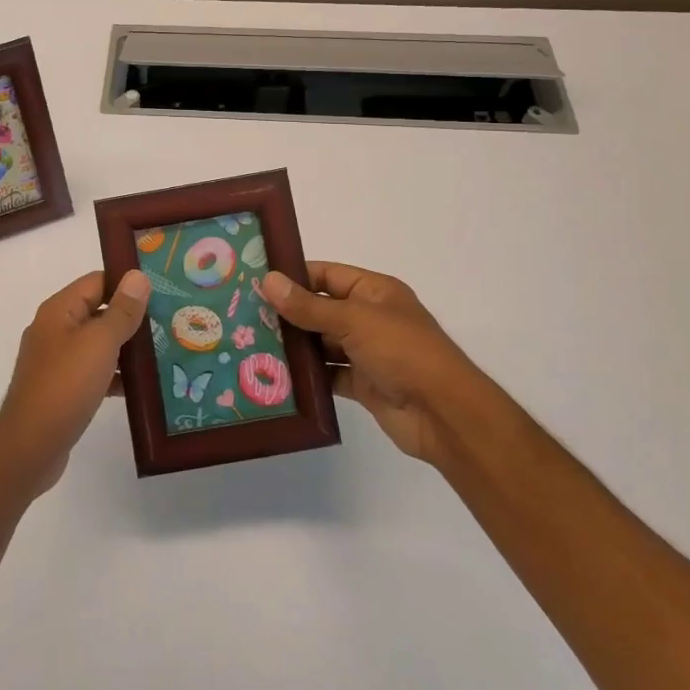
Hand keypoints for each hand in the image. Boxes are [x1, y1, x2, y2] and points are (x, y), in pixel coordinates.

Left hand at [0, 269, 150, 497]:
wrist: (30, 447)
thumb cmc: (65, 386)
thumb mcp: (99, 343)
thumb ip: (121, 311)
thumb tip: (137, 275)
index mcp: (59, 310)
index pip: (96, 281)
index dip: (127, 282)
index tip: (162, 288)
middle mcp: (55, 330)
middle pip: (98, 311)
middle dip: (132, 316)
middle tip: (171, 320)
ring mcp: (57, 361)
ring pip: (98, 344)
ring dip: (127, 347)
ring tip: (166, 350)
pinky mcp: (62, 390)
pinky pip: (94, 372)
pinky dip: (116, 375)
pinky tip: (143, 387)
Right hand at [262, 262, 477, 465]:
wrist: (445, 415)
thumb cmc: (403, 351)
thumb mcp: (354, 320)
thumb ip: (309, 305)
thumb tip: (268, 280)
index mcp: (374, 291)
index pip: (327, 275)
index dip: (294, 276)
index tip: (256, 280)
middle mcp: (370, 318)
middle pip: (321, 309)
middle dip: (288, 313)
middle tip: (244, 314)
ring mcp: (367, 352)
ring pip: (322, 343)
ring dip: (295, 346)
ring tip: (251, 344)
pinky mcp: (363, 384)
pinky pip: (329, 375)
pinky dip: (308, 376)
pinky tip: (277, 376)